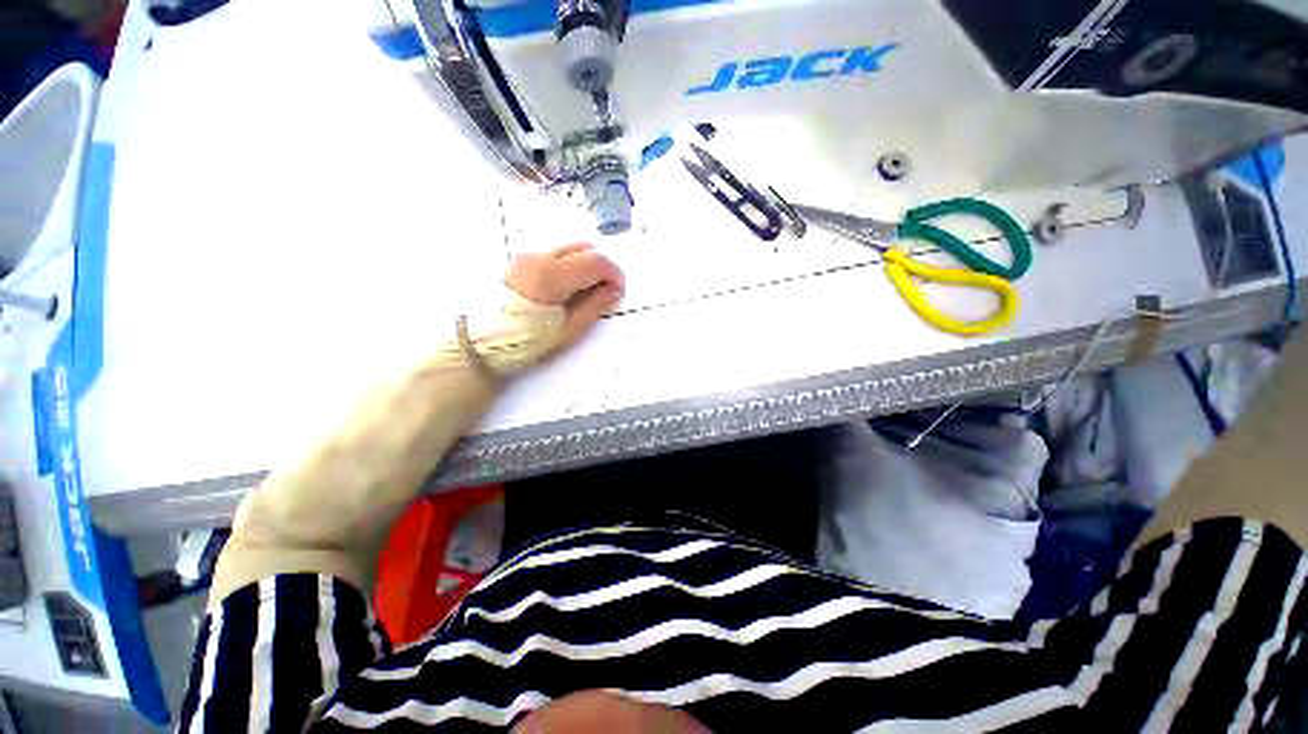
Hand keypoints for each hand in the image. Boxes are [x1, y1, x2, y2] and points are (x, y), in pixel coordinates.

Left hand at [504, 243, 624, 349]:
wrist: (484, 340)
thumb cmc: (527, 340)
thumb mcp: (568, 330)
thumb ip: (594, 306)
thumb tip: (614, 290)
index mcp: (551, 276)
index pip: (596, 260)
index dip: (615, 274)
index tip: (619, 291)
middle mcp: (539, 255)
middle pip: (586, 245)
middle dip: (603, 265)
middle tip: (607, 290)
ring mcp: (528, 253)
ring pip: (572, 246)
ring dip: (588, 262)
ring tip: (589, 289)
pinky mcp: (522, 257)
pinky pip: (557, 251)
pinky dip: (573, 262)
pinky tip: (571, 285)